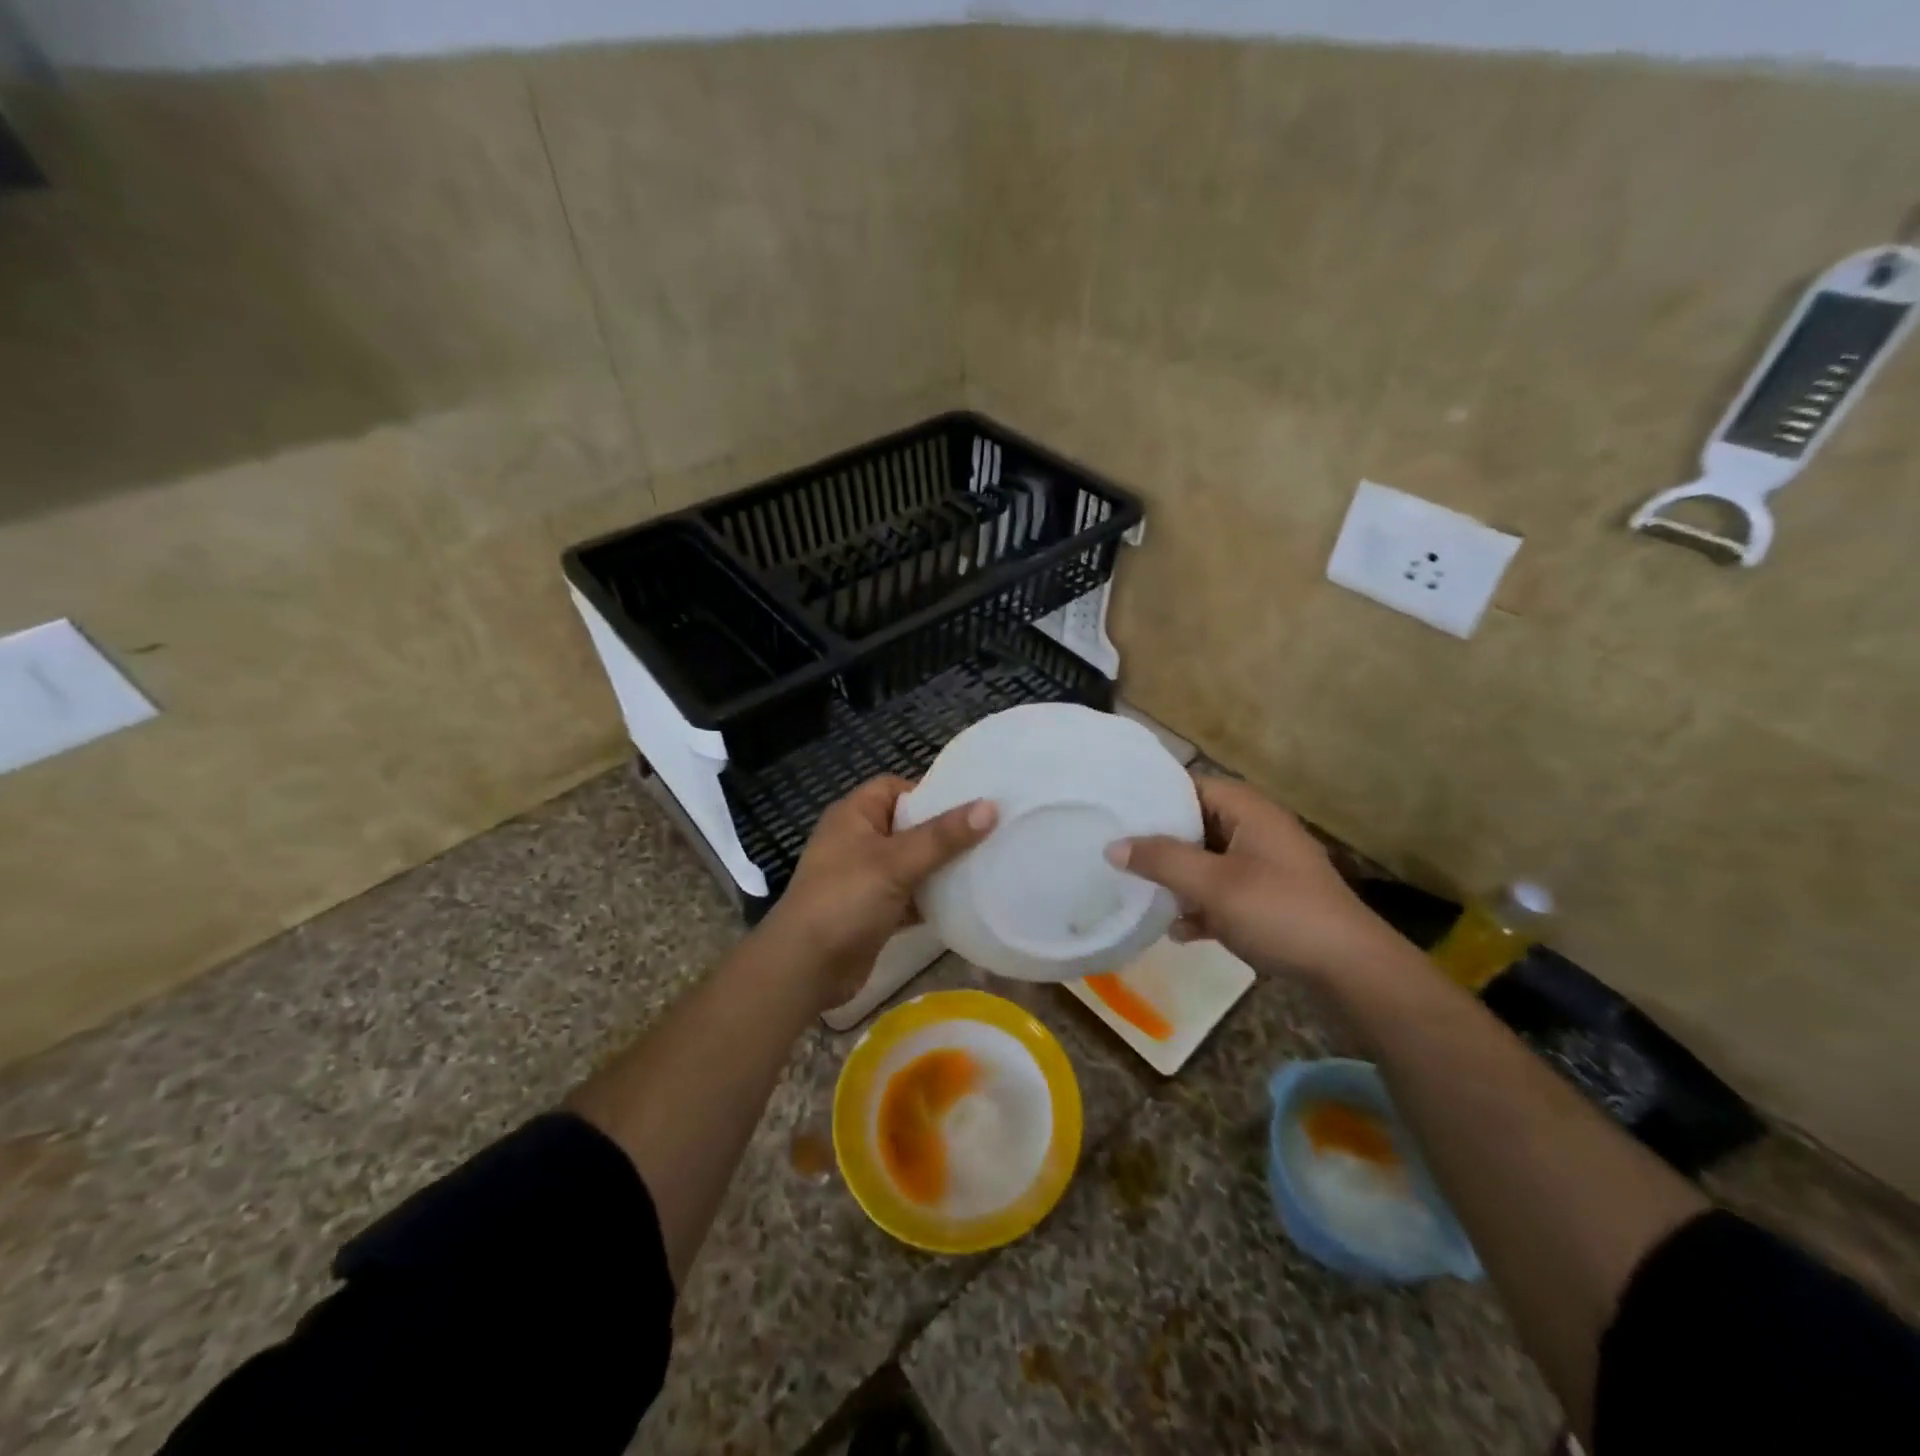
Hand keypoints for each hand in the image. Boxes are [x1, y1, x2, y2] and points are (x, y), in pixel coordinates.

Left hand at [758, 775, 996, 1011]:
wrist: (805, 968)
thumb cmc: (845, 899)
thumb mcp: (896, 861)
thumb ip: (943, 836)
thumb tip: (991, 806)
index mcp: (854, 815)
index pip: (895, 787)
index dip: (929, 792)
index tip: (969, 803)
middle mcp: (858, 840)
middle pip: (908, 826)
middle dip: (944, 832)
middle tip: (990, 834)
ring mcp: (865, 878)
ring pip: (912, 863)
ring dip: (941, 867)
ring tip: (987, 864)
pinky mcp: (874, 911)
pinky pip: (910, 896)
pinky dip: (932, 899)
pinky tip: (966, 902)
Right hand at [1108, 776, 1406, 982]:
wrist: (1349, 970)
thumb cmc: (1279, 911)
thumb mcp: (1213, 884)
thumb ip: (1161, 860)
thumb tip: (1112, 845)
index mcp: (1249, 811)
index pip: (1191, 786)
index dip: (1155, 798)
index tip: (1116, 812)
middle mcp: (1257, 830)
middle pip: (1196, 825)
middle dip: (1160, 844)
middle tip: (1118, 854)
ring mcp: (1265, 867)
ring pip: (1207, 862)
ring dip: (1178, 880)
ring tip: (1140, 893)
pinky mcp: (1269, 900)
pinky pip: (1223, 893)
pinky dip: (1202, 907)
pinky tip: (1179, 932)